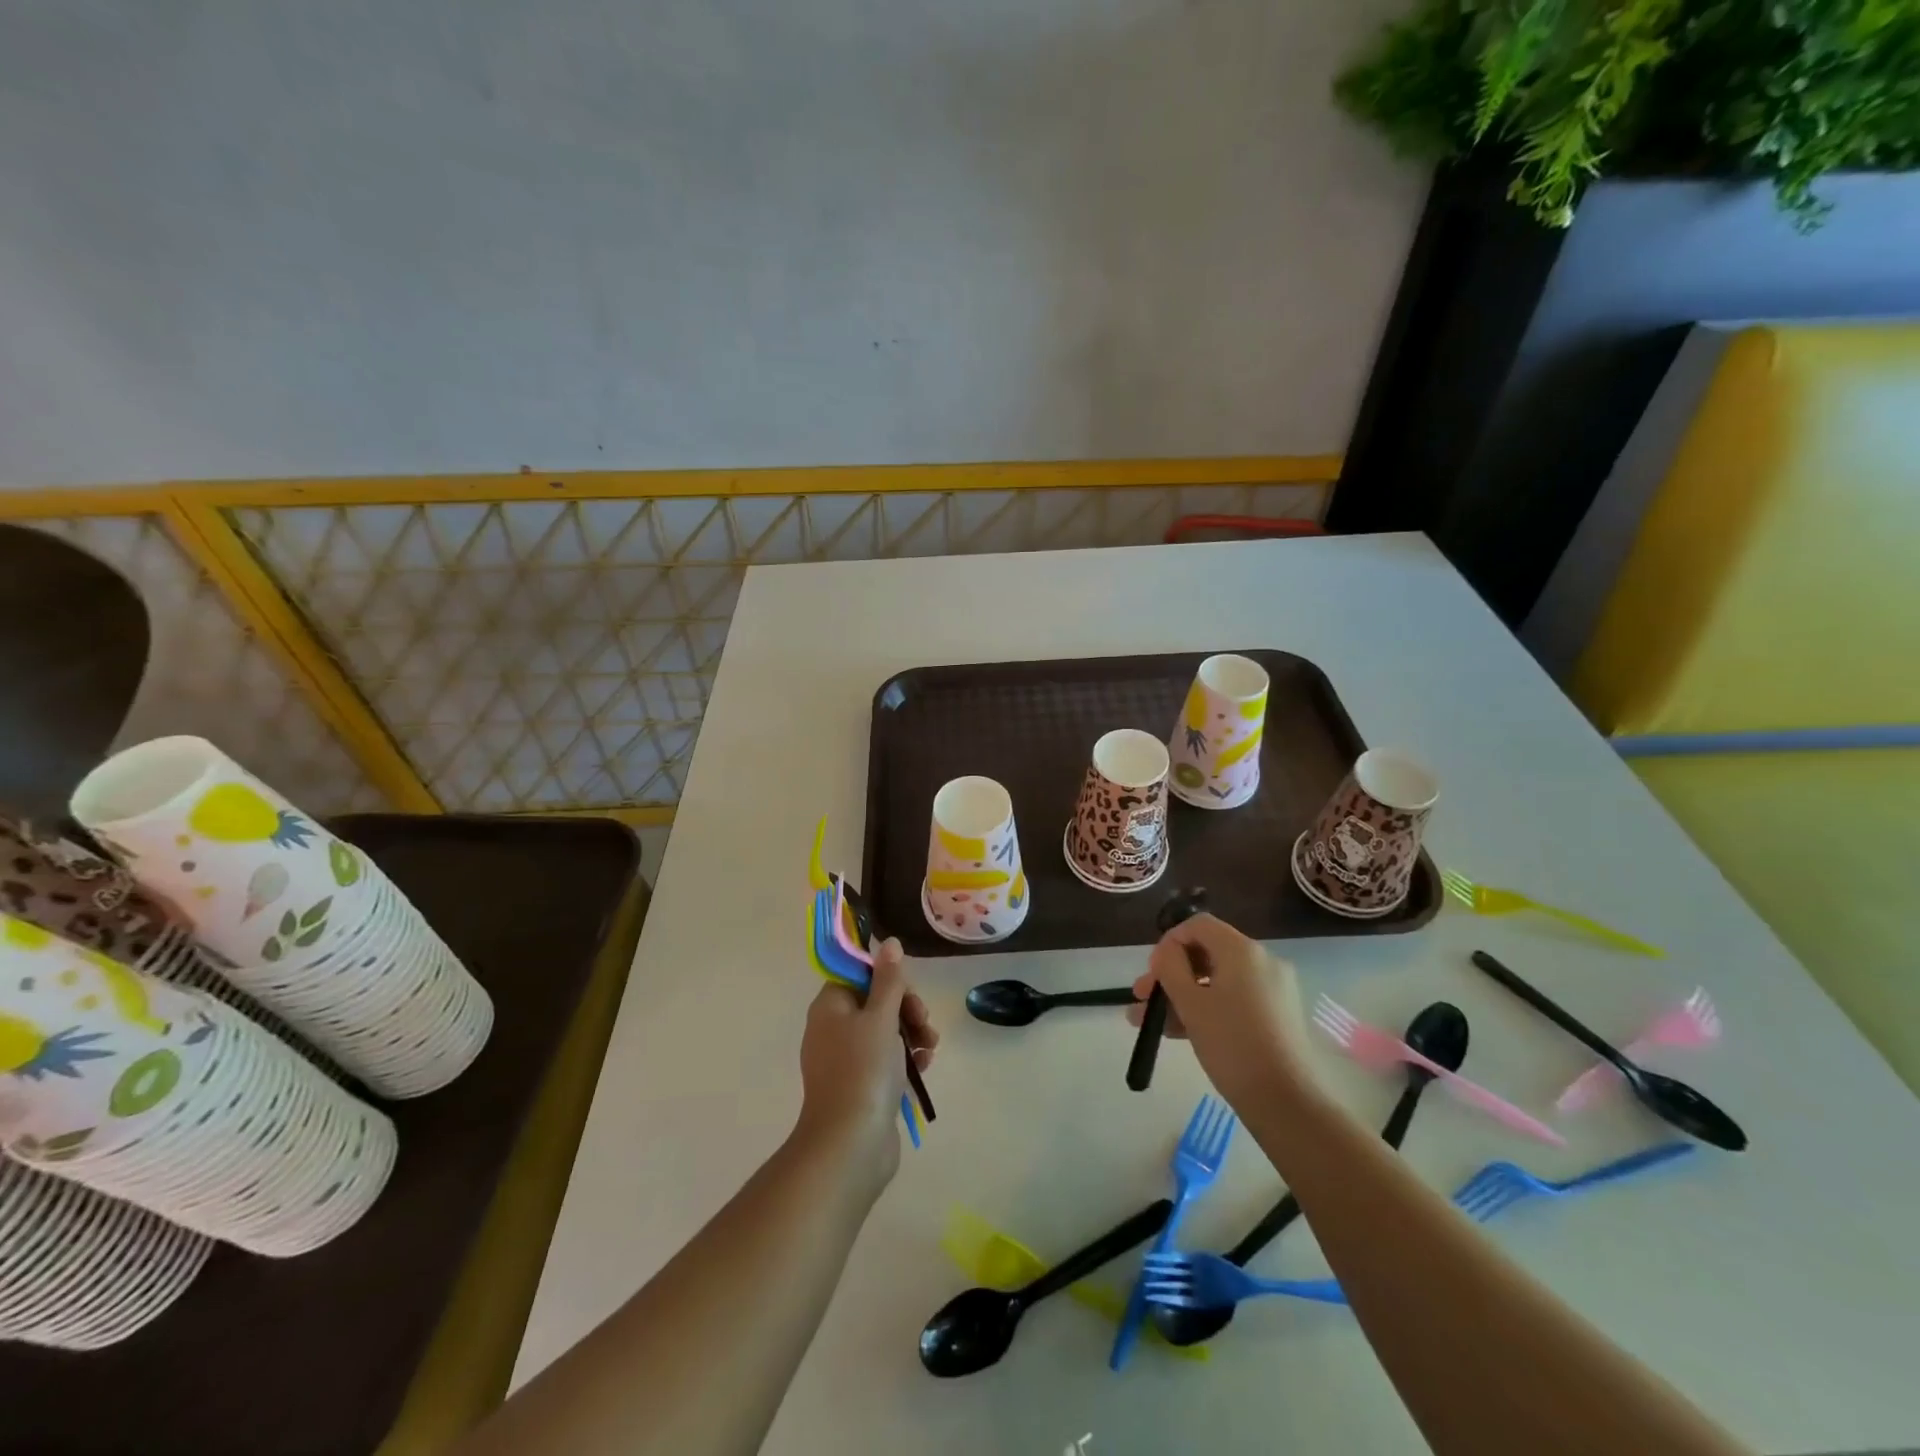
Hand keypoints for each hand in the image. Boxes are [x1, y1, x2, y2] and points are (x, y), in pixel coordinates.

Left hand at [796, 938, 937, 1195]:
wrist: (850, 1144)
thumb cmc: (864, 1070)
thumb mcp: (881, 1016)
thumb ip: (889, 979)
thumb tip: (890, 944)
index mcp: (830, 1007)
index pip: (859, 975)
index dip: (887, 979)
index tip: (907, 993)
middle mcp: (832, 1030)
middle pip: (875, 1002)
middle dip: (906, 1008)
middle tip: (923, 1022)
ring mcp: (845, 1061)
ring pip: (884, 1031)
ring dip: (912, 1033)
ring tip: (931, 1047)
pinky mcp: (860, 1087)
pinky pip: (886, 1060)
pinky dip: (906, 1058)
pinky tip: (925, 1064)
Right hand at [1129, 914, 1313, 1110]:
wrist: (1288, 1103)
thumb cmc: (1233, 1045)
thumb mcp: (1191, 1004)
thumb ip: (1170, 968)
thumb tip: (1166, 952)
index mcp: (1242, 951)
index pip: (1198, 925)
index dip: (1169, 942)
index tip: (1152, 972)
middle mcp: (1262, 961)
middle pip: (1206, 953)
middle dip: (1170, 974)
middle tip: (1142, 998)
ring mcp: (1272, 990)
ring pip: (1216, 981)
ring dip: (1181, 996)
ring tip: (1149, 1023)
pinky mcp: (1275, 1016)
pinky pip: (1232, 1000)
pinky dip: (1205, 1009)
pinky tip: (1176, 1032)